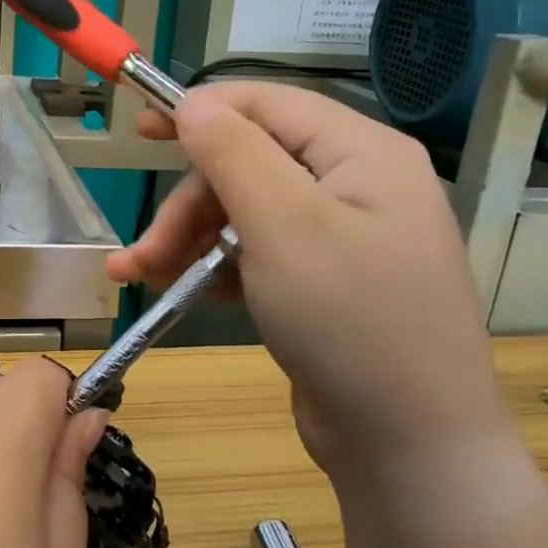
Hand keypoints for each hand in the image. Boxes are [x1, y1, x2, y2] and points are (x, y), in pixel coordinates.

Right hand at [108, 82, 509, 475]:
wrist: (409, 445)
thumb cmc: (350, 322)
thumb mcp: (284, 227)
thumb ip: (234, 154)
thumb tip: (194, 103)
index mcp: (362, 153)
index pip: (268, 103)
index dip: (201, 110)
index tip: (138, 130)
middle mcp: (356, 186)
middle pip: (249, 166)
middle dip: (188, 206)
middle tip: (142, 254)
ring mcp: (341, 238)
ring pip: (244, 214)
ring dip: (188, 240)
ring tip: (142, 278)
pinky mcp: (323, 284)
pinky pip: (257, 254)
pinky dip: (214, 268)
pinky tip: (183, 292)